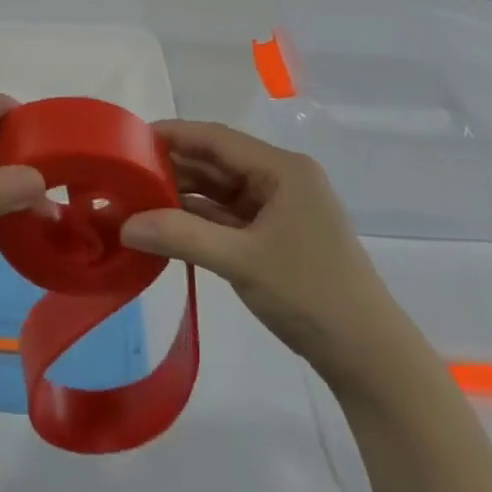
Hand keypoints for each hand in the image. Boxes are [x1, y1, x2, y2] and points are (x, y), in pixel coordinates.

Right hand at [119, 121, 412, 390]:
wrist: (367, 356)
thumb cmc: (310, 294)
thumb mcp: (240, 261)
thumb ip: (180, 236)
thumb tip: (125, 225)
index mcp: (283, 170)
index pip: (217, 139)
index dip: (173, 135)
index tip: (128, 139)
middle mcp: (281, 180)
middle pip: (217, 163)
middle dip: (172, 167)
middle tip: (123, 174)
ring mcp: (279, 209)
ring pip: (220, 191)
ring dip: (182, 196)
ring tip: (135, 199)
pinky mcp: (274, 237)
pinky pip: (227, 218)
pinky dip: (197, 221)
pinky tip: (164, 226)